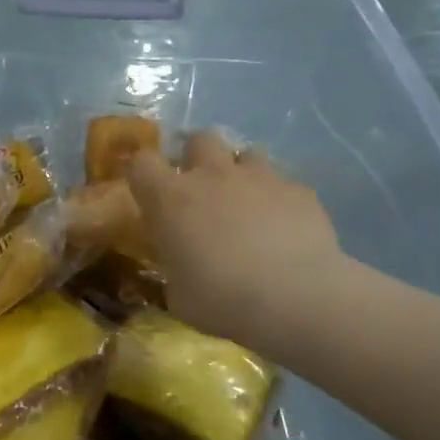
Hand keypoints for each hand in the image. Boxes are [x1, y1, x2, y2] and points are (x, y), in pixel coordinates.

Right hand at [127, 132, 353, 361]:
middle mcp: (212, 175)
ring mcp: (260, 177)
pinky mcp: (299, 190)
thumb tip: (180, 263)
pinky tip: (285, 229)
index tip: (147, 190)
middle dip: (198, 158)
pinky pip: (283, 184)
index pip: (141, 162)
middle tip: (203, 191)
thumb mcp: (179, 294)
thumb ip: (174, 267)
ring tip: (248, 205)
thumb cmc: (222, 300)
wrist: (296, 299)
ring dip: (241, 174)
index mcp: (171, 198)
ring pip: (246, 154)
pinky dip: (278, 200)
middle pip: (199, 139)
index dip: (142, 172)